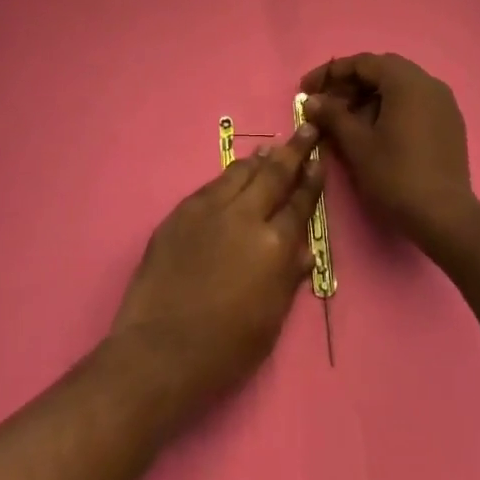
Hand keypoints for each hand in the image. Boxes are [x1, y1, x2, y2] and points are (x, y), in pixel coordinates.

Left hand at [110, 123, 324, 417]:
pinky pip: (213, 185)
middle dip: (293, 150)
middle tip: (305, 129)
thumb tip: (304, 250)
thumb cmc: (225, 350)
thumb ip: (289, 278)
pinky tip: (234, 175)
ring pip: (242, 172)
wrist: (159, 350)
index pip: (300, 204)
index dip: (312, 181)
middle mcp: (246, 217)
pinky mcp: (183, 211)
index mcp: (274, 246)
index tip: (319, 162)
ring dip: (260, 160)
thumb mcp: (270, 320)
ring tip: (271, 149)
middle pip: (275, 174)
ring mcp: (211, 209)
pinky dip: (230, 176)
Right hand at [300, 53, 479, 257]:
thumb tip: (312, 101)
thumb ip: (333, 116)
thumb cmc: (397, 176)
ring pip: (399, 86)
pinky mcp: (450, 122)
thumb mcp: (357, 145)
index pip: (362, 63)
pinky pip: (414, 102)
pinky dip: (391, 107)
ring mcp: (443, 102)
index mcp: (406, 81)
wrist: (446, 218)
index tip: (306, 89)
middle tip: (326, 103)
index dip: (330, 73)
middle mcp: (428, 82)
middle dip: (350, 84)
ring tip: (347, 120)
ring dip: (370, 96)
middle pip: (382, 70)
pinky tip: (375, 130)